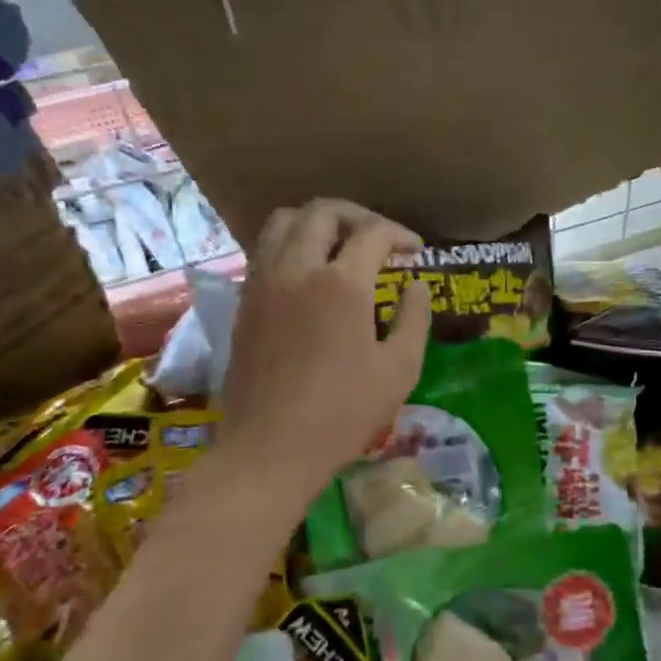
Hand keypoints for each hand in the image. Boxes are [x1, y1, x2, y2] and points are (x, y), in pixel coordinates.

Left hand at [219, 199, 431, 503]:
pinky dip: (290, 245)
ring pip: (284, 222)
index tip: (415, 251)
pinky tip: (308, 274)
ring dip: (317, 222)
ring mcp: (263, 283)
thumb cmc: (344, 413)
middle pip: (323, 212)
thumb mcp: (399, 369)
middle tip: (379, 238)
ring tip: (339, 245)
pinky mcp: (244, 303)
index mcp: (341, 284)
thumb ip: (414, 318)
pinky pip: (265, 251)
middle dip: (358, 215)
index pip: (374, 233)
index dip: (400, 234)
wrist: (270, 449)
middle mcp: (297, 269)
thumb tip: (416, 286)